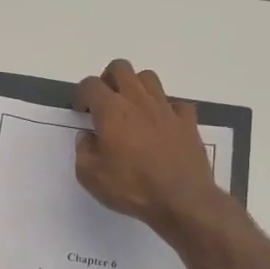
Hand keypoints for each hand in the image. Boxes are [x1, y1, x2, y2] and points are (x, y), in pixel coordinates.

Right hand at [74, 59, 221, 236]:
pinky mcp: (187, 121)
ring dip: (136, 87)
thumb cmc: (132, 188)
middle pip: (121, 68)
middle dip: (108, 79)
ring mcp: (166, 109)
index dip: (81, 94)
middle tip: (104, 102)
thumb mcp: (91, 177)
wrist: (182, 200)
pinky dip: (166, 109)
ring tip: (132, 110)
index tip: (81, 112)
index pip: (90, 85)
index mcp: (111, 111)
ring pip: (149, 78)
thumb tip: (87, 137)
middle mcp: (138, 101)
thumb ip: (83, 152)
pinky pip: (176, 103)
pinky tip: (162, 125)